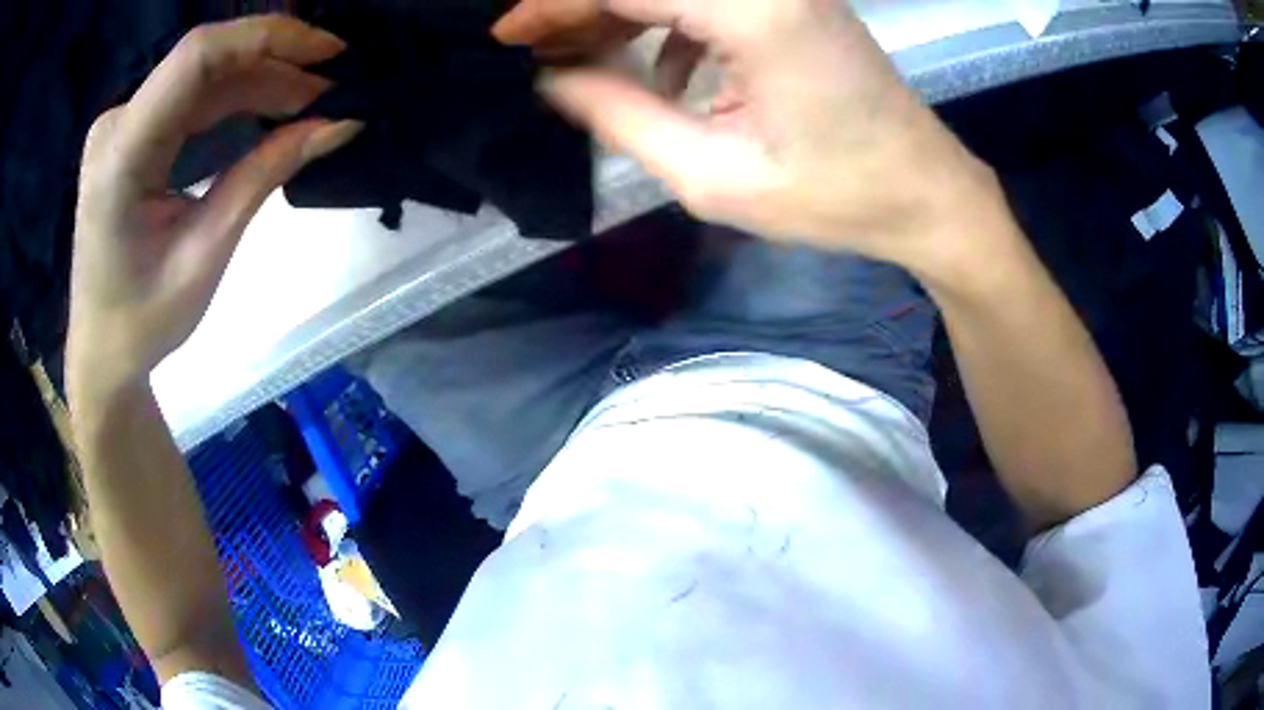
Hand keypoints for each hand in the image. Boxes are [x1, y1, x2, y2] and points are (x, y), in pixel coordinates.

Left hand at [67, 16, 360, 400]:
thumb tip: (338, 124)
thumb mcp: (206, 254)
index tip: (328, 52)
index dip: (268, 37)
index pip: (197, 57)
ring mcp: (122, 125)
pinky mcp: (131, 134)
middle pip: (203, 62)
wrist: (102, 352)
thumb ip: (264, 175)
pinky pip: (190, 98)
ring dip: (259, 80)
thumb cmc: (143, 321)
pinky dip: (234, 99)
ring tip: (311, 100)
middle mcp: (117, 124)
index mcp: (120, 155)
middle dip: (272, 63)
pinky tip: (270, 109)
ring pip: (202, 76)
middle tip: (331, 86)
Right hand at [496, 0, 1006, 271]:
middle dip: (578, 4)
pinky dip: (665, 21)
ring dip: (617, 11)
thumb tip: (552, 81)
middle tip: (535, 50)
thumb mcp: (716, 177)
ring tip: (579, 58)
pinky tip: (660, 69)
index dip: (553, 3)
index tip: (506, 34)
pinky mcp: (792, 2)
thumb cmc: (837, 197)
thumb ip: (622, 118)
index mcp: (755, 12)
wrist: (926, 192)